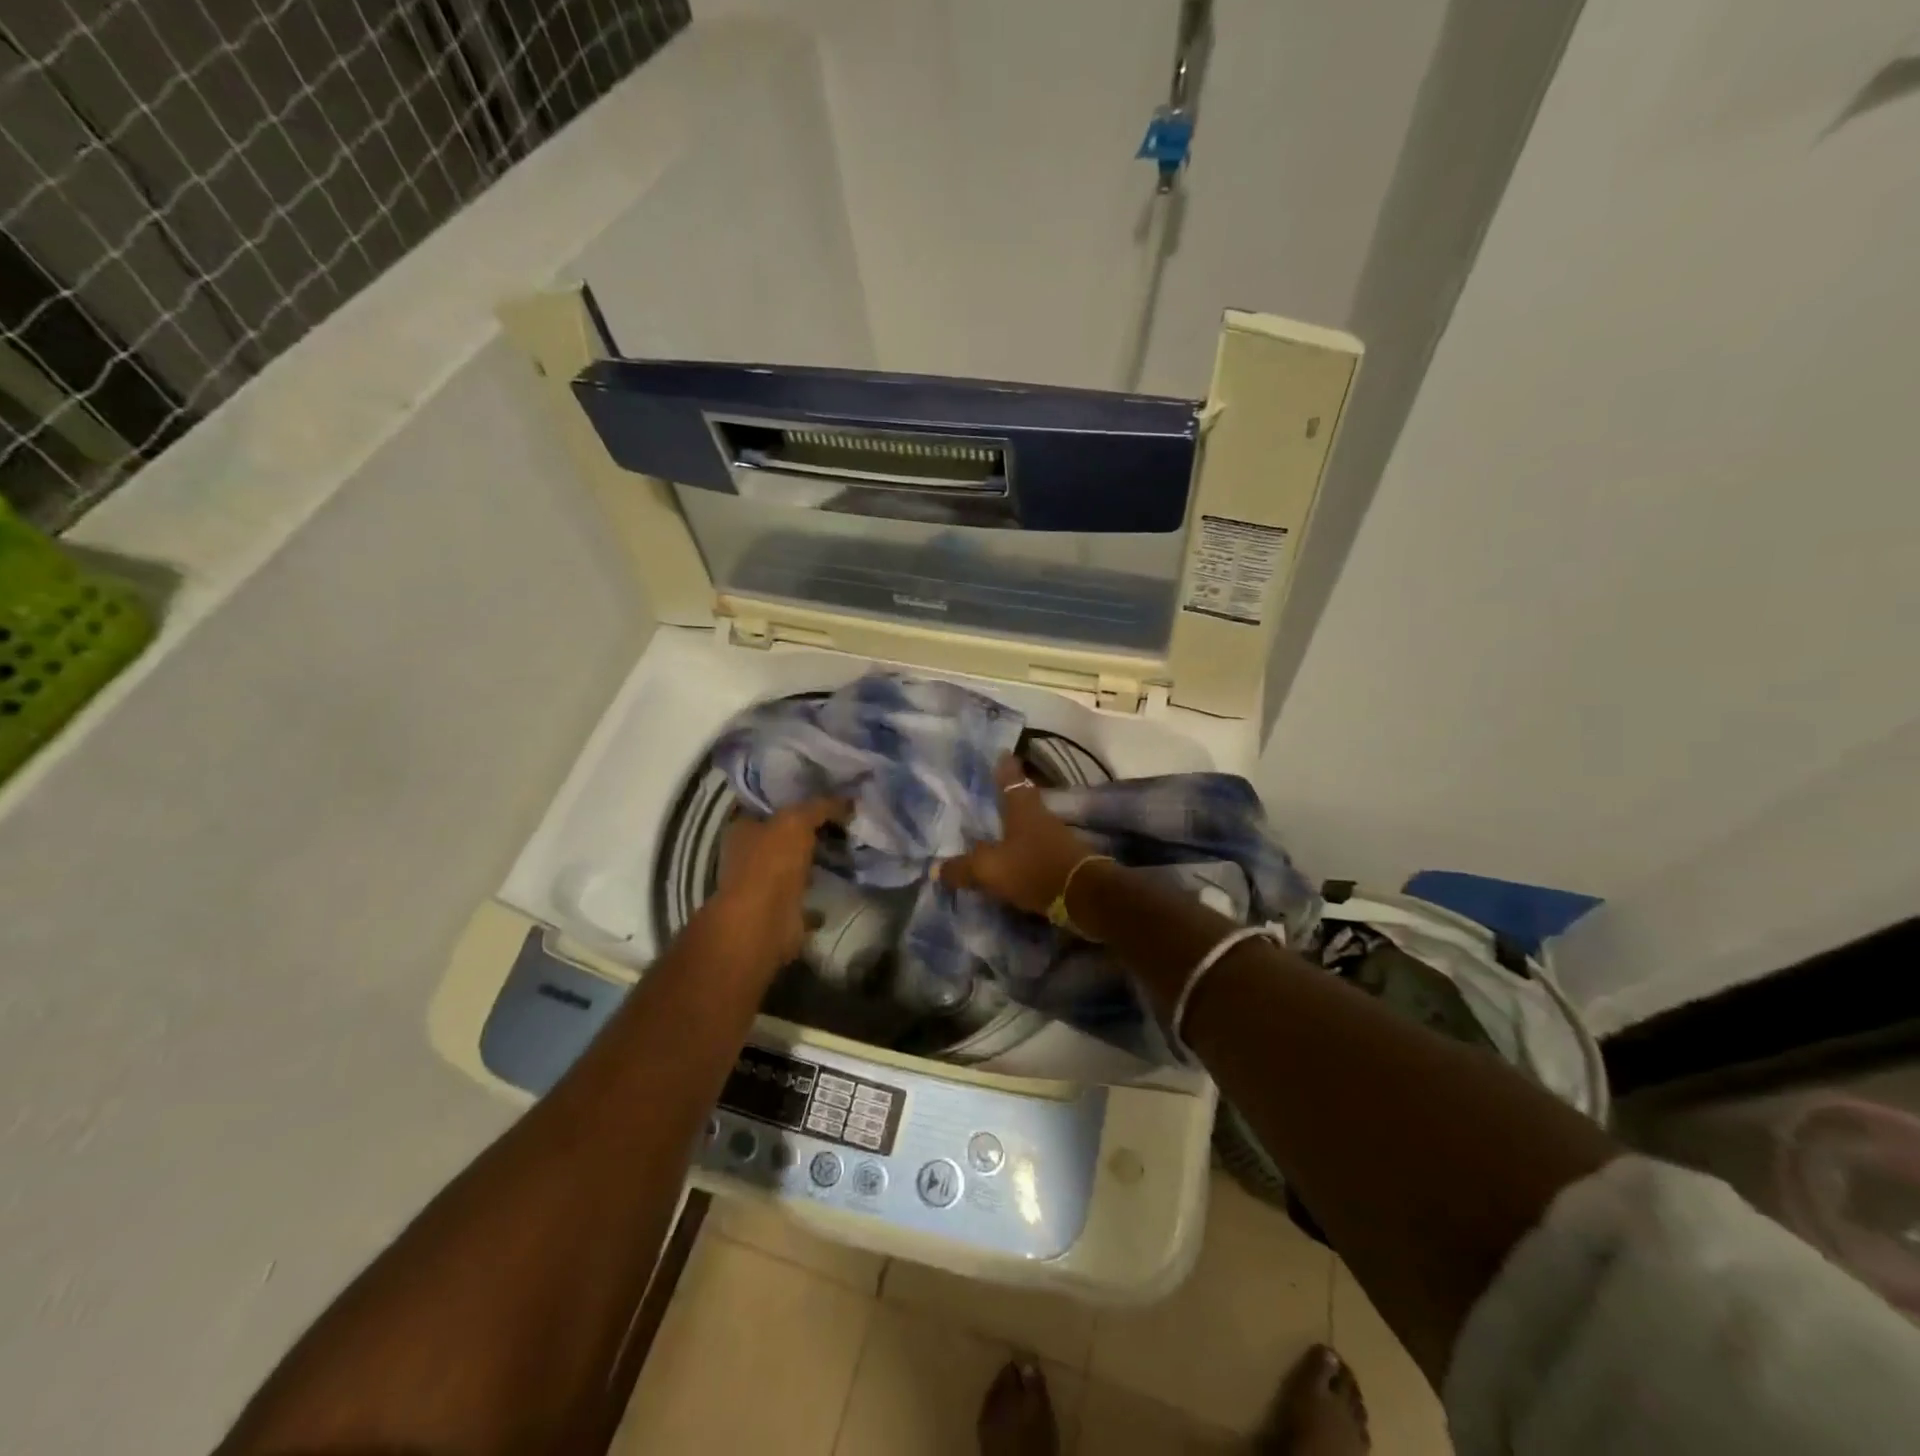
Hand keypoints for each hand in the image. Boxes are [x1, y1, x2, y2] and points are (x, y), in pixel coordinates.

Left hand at [706, 797, 848, 972]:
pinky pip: (804, 896)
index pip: (770, 806)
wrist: (763, 923)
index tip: (827, 795)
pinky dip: (819, 894)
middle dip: (810, 831)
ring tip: (849, 849)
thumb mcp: (797, 821)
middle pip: (784, 836)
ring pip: (794, 866)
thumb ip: (821, 806)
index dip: (796, 799)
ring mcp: (763, 885)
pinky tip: (843, 882)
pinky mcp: (780, 911)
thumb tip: (849, 799)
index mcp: (743, 829)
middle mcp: (749, 855)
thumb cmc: (771, 864)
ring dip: (815, 862)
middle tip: (845, 820)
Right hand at [938, 756, 1096, 915]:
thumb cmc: (1033, 869)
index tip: (1000, 753)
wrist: (1084, 896)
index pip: (1011, 778)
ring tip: (992, 831)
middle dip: (1005, 798)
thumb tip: (936, 869)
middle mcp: (1040, 816)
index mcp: (1022, 807)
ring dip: (1013, 827)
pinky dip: (1022, 852)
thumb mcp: (989, 869)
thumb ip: (962, 868)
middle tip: (986, 795)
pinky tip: (1009, 860)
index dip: (1004, 766)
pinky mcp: (1062, 860)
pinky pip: (1035, 849)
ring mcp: (1054, 837)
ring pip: (1029, 825)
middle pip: (1021, 800)